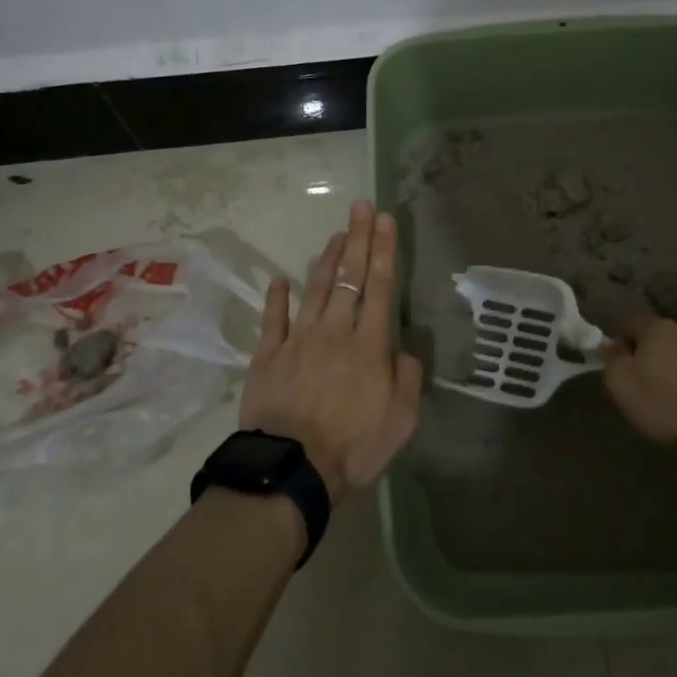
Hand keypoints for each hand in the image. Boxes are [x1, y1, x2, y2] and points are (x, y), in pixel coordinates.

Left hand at [239, 200, 421, 499]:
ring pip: (316, 289)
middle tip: (361, 207)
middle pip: (349, 277)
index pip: (380, 286)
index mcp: (369, 345)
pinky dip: (277, 298)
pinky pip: (273, 320)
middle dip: (358, 239)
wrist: (291, 469)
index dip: (384, 250)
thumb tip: (405, 349)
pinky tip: (281, 279)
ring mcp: (298, 340)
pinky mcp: (269, 356)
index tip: (385, 219)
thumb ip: (408, 379)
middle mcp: (335, 331)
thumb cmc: (353, 447)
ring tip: (336, 234)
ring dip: (327, 260)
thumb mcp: (401, 421)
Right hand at [603, 318, 676, 492]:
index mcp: (659, 331)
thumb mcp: (624, 388)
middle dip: (670, 342)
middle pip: (675, 328)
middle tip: (668, 365)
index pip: (634, 322)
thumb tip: (613, 344)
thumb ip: (614, 361)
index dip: (627, 337)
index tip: (625, 353)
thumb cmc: (672, 407)